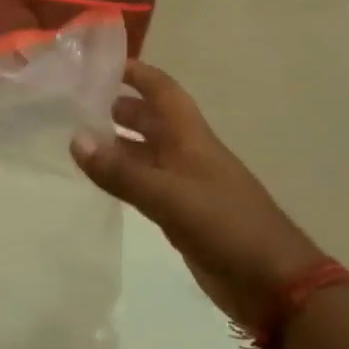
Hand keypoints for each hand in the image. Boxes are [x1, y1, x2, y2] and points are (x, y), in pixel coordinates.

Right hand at [71, 61, 324, 328]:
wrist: (275, 285)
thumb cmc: (226, 226)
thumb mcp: (169, 196)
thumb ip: (121, 172)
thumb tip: (74, 139)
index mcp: (191, 137)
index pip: (161, 90)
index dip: (135, 72)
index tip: (98, 64)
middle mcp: (187, 153)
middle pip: (150, 118)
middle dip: (116, 107)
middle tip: (73, 104)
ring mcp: (185, 183)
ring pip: (145, 152)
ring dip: (115, 143)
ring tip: (76, 139)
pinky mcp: (182, 213)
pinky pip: (145, 183)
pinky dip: (122, 176)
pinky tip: (100, 180)